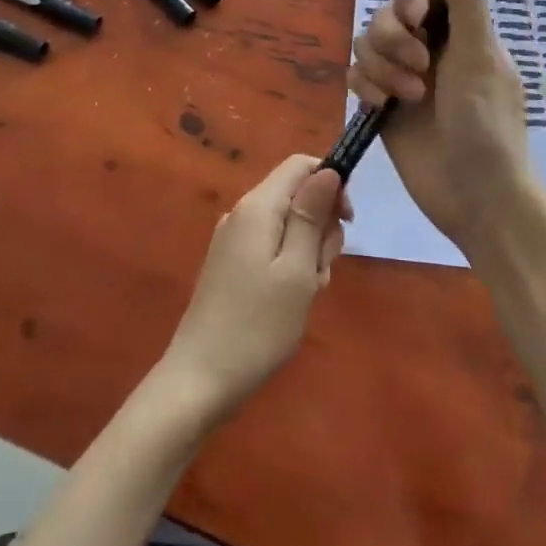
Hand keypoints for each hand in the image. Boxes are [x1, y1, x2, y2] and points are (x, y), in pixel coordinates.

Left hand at [159, 155, 346, 421]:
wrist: (199, 380)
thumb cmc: (257, 325)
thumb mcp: (297, 269)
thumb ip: (312, 215)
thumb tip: (328, 170)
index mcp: (258, 207)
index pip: (301, 165)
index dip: (331, 182)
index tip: (347, 221)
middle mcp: (242, 213)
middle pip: (297, 195)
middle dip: (321, 226)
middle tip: (320, 271)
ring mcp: (234, 239)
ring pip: (288, 224)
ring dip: (308, 252)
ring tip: (305, 293)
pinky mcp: (231, 264)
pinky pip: (272, 247)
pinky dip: (290, 266)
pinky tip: (290, 301)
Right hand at [348, 0, 537, 256]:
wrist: (474, 195)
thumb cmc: (486, 123)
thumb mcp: (481, 57)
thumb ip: (465, 1)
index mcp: (459, 30)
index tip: (415, 19)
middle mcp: (429, 46)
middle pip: (387, 12)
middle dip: (394, 37)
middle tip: (419, 67)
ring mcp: (403, 75)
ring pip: (366, 42)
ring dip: (380, 66)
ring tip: (408, 97)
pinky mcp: (382, 103)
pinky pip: (355, 75)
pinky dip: (364, 86)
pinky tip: (381, 108)